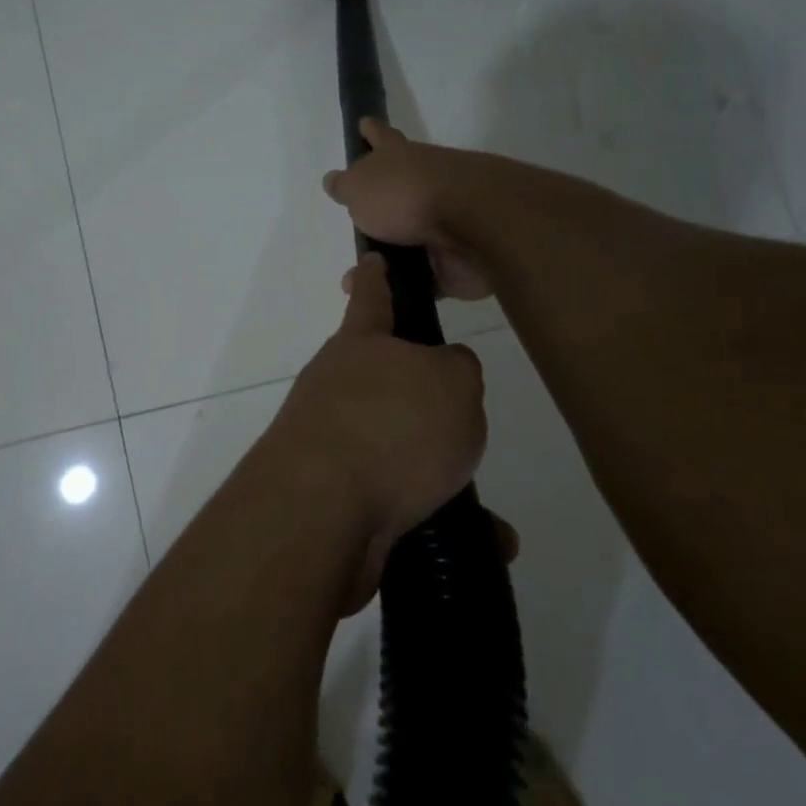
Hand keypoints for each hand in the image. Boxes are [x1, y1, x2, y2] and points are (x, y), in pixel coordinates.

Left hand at [264, 252, 487, 607]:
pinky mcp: (333, 498)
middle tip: (461, 419)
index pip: (371, 296)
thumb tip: (445, 378)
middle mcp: (335, 388)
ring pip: (395, 449)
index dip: (377, 277)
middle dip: (419, 398)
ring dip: (438, 471)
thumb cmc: (392, 425)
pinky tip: (483, 543)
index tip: (373, 262)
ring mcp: (329, 444)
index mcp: (359, 345)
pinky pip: (398, 502)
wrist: (321, 510)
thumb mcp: (452, 382)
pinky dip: (437, 519)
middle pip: (382, 380)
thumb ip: (456, 369)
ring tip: (483, 501)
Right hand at [322, 119, 492, 300]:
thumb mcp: (359, 187)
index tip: (364, 124)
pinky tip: (383, 299)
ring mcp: (442, 223)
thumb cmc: (406, 195)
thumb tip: (334, 180)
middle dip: (377, 209)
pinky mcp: (453, 259)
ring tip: (357, 278)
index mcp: (400, 159)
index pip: (381, 138)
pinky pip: (422, 276)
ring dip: (385, 258)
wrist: (471, 227)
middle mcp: (423, 185)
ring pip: (408, 240)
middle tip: (356, 226)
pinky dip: (404, 287)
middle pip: (397, 193)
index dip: (371, 133)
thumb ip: (345, 186)